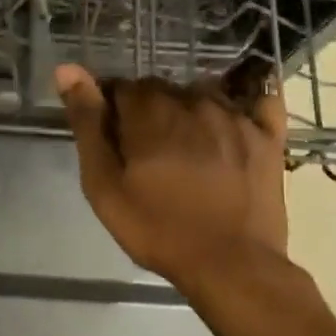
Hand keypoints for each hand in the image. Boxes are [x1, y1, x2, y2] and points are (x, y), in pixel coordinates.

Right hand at [55, 63, 287, 283]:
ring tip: (186, 149)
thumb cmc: (158, 228)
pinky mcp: (267, 135)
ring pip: (202, 94)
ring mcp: (236, 115)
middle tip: (147, 153)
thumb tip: (67, 69)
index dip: (113, 110)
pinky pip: (259, 100)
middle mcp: (193, 100)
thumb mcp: (104, 184)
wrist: (231, 265)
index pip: (122, 87)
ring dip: (188, 111)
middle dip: (149, 111)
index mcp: (150, 110)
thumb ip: (87, 123)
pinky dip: (246, 102)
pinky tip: (236, 119)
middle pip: (162, 89)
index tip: (114, 140)